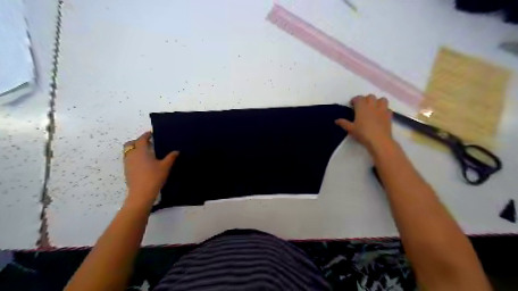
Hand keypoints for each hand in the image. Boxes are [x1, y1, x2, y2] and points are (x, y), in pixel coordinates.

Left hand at [122, 132, 178, 206]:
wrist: (141, 193)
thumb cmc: (154, 177)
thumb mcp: (165, 166)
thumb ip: (171, 157)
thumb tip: (177, 151)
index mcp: (141, 151)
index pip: (142, 139)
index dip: (146, 135)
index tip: (151, 133)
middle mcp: (132, 155)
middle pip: (131, 143)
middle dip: (138, 141)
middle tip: (148, 143)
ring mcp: (127, 163)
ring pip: (128, 151)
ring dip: (135, 149)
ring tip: (146, 152)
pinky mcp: (127, 170)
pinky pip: (129, 158)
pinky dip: (134, 156)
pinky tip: (143, 162)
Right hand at [334, 94, 395, 154]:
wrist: (379, 140)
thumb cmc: (363, 134)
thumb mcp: (351, 129)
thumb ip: (343, 123)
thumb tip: (336, 120)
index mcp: (362, 107)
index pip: (358, 98)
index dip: (355, 100)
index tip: (352, 105)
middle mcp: (372, 106)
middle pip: (370, 96)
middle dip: (366, 99)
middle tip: (362, 106)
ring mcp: (382, 110)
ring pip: (382, 99)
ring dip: (377, 101)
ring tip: (373, 108)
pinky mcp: (389, 115)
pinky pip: (388, 108)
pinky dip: (384, 110)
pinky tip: (380, 115)